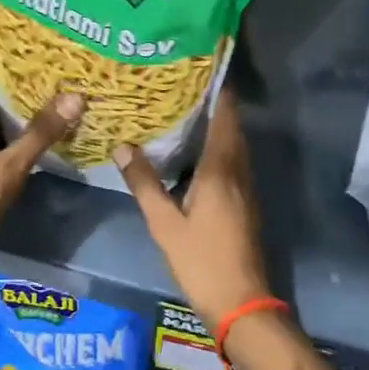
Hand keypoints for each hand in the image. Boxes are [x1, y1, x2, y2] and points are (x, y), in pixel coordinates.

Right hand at [113, 89, 270, 326]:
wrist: (241, 303)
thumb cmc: (202, 260)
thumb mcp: (164, 223)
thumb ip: (144, 183)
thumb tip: (123, 146)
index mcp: (222, 169)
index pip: (226, 116)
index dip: (219, 90)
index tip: (201, 66)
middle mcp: (238, 172)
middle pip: (231, 127)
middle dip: (213, 103)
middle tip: (183, 83)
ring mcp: (245, 188)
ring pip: (233, 145)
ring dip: (216, 125)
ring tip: (184, 109)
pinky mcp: (244, 203)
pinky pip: (232, 162)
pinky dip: (217, 147)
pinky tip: (193, 152)